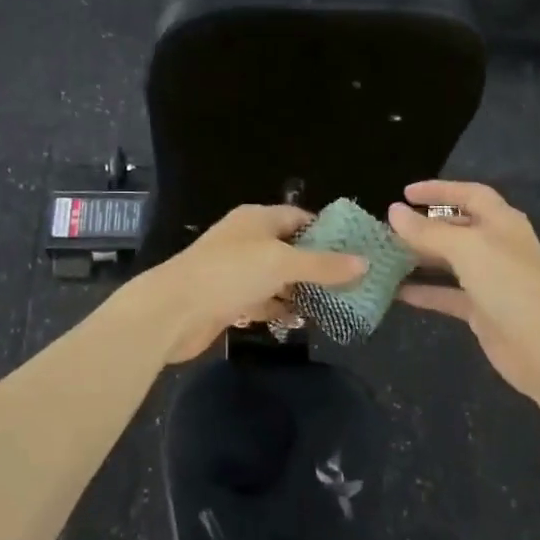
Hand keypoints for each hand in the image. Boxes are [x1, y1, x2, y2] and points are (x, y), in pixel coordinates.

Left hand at [131, 205, 366, 363]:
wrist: (174, 310)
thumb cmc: (229, 273)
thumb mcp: (282, 263)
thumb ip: (324, 265)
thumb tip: (365, 263)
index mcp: (257, 219)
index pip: (299, 217)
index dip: (327, 232)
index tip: (355, 251)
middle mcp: (246, 240)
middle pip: (290, 249)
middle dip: (318, 266)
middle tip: (352, 283)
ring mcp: (236, 271)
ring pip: (277, 278)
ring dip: (300, 291)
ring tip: (334, 305)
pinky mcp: (228, 300)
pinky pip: (262, 301)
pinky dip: (279, 310)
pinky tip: (300, 322)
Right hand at [389, 181, 539, 406]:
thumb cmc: (509, 285)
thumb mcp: (467, 249)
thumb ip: (428, 231)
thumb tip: (394, 211)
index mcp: (501, 222)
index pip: (469, 195)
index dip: (439, 190)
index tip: (404, 193)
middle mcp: (496, 247)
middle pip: (456, 228)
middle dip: (424, 226)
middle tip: (387, 228)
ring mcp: (490, 280)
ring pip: (449, 262)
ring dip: (420, 259)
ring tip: (385, 257)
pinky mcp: (481, 310)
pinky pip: (446, 295)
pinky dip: (424, 291)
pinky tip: (396, 292)